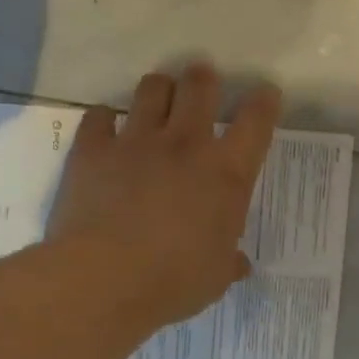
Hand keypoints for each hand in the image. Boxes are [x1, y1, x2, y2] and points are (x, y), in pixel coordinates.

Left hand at [48, 64, 281, 328]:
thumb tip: (240, 265)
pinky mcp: (93, 150)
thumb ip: (229, 262)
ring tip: (158, 98)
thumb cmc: (174, 280)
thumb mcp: (215, 276)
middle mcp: (185, 145)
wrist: (103, 279)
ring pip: (151, 89)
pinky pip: (98, 116)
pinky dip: (105, 118)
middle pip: (200, 86)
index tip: (266, 94)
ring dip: (159, 89)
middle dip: (204, 78)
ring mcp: (136, 142)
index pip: (255, 121)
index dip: (264, 101)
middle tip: (203, 82)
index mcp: (227, 173)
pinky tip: (107, 127)